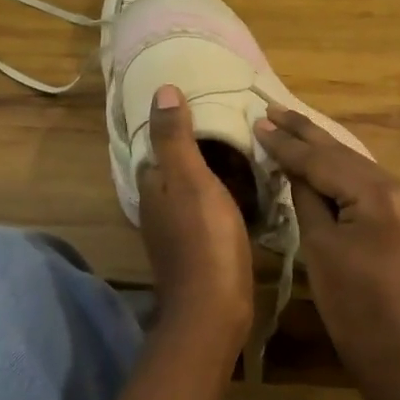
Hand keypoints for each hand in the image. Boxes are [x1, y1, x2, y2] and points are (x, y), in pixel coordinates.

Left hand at [138, 85, 254, 342]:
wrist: (214, 309)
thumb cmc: (204, 238)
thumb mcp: (190, 179)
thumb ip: (175, 137)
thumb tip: (162, 90)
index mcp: (153, 186)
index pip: (158, 143)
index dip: (177, 123)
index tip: (205, 104)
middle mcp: (158, 206)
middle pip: (176, 166)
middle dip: (199, 146)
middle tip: (235, 125)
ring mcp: (177, 230)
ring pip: (193, 187)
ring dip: (213, 170)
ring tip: (247, 150)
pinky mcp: (198, 247)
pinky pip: (208, 208)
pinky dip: (223, 194)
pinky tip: (247, 189)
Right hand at [254, 105, 399, 382]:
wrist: (399, 351)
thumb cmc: (350, 307)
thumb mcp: (318, 247)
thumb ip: (307, 196)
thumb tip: (294, 164)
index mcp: (382, 198)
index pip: (325, 162)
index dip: (289, 144)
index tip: (261, 121)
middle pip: (346, 157)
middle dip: (307, 135)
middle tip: (273, 109)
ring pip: (360, 167)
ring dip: (326, 151)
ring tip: (290, 124)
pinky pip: (374, 184)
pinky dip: (347, 173)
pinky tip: (323, 155)